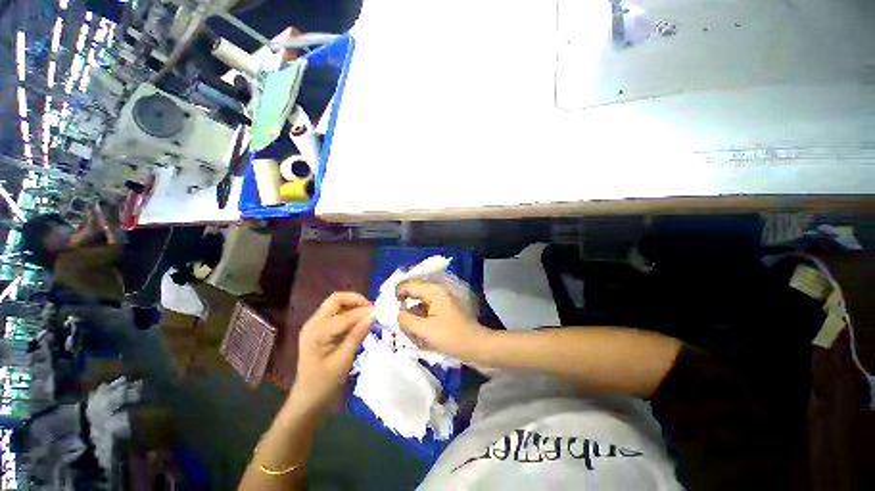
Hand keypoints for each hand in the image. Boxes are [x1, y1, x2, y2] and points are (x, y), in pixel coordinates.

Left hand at [290, 292, 373, 413]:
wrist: (307, 402)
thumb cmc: (324, 385)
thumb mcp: (343, 361)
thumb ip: (357, 335)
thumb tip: (373, 315)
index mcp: (316, 332)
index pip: (344, 315)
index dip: (363, 312)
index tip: (380, 314)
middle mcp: (313, 324)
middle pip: (336, 300)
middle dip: (356, 300)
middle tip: (373, 309)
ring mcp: (316, 326)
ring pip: (337, 305)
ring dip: (354, 306)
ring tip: (369, 315)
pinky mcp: (320, 330)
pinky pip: (337, 314)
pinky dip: (351, 314)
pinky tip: (360, 322)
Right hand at [397, 281, 490, 359]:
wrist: (476, 346)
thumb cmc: (452, 337)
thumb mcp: (425, 330)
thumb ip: (406, 320)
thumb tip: (392, 313)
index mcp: (434, 291)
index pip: (408, 286)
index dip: (395, 295)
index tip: (386, 310)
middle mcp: (437, 291)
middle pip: (413, 294)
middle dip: (402, 307)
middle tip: (393, 322)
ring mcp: (441, 300)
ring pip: (419, 303)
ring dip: (411, 314)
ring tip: (404, 329)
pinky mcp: (443, 309)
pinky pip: (426, 310)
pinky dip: (419, 318)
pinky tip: (416, 331)